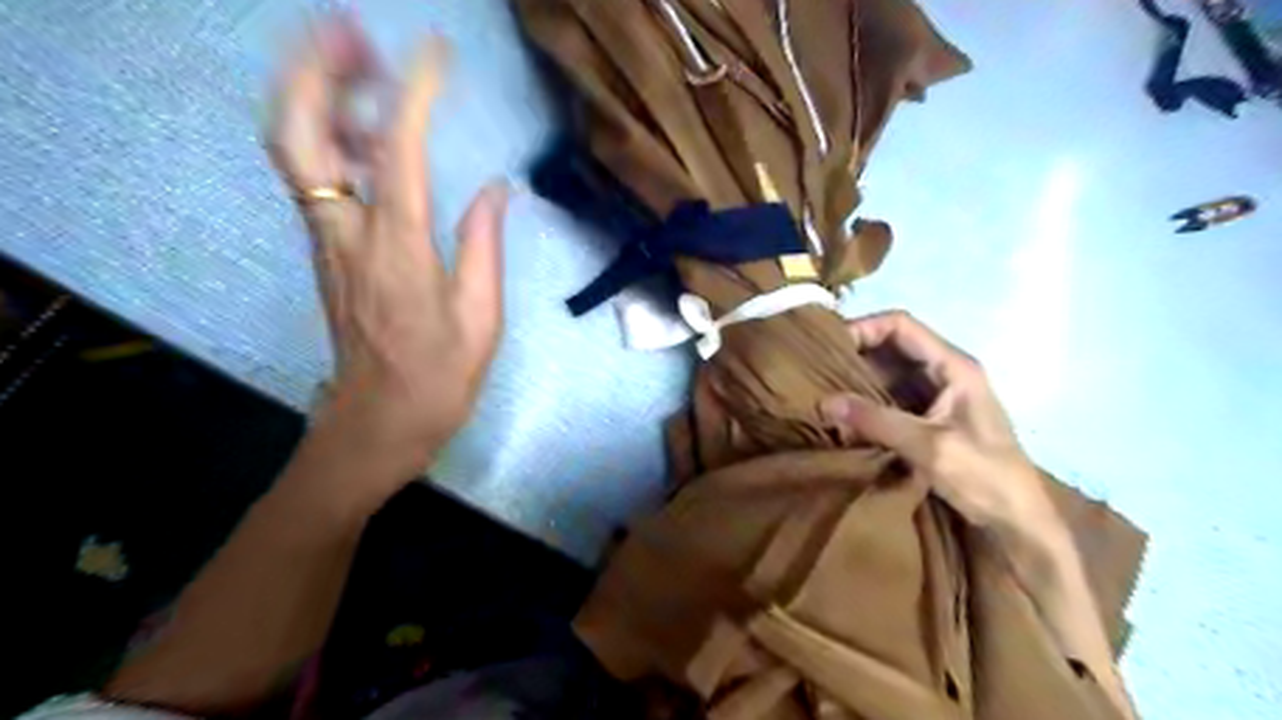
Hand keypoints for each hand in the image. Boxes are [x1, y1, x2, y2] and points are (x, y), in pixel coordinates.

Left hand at [267, 16, 508, 472]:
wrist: (374, 425)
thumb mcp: (481, 320)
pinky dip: (323, 131)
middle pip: (301, 131)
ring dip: (313, 90)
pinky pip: (310, 174)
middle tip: (353, 31)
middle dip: (316, 68)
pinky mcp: (323, 249)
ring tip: (357, 60)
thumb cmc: (437, 379)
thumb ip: (485, 246)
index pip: (399, 151)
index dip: (413, 93)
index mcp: (399, 250)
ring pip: (294, 147)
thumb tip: (497, 189)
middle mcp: (348, 233)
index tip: (435, 53)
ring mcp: (325, 240)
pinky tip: (358, 126)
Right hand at [827, 312, 1067, 554]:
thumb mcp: (929, 446)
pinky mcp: (928, 419)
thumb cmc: (985, 477)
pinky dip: (866, 402)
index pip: (901, 325)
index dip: (864, 327)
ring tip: (822, 390)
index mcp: (954, 366)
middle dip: (855, 355)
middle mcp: (944, 372)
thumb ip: (877, 420)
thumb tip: (824, 401)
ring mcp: (936, 395)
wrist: (1018, 523)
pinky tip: (843, 414)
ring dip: (857, 380)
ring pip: (888, 374)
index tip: (828, 347)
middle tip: (816, 370)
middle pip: (891, 346)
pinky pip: (890, 398)